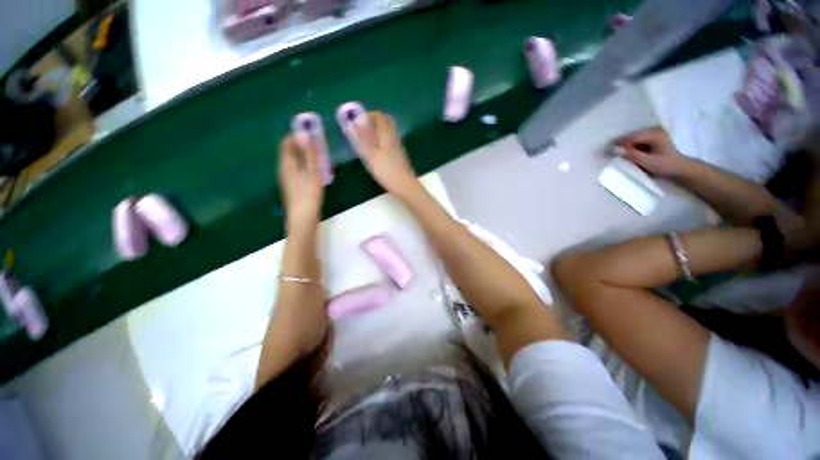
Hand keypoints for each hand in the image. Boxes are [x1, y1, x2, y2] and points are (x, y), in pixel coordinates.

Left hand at [279, 134, 323, 231]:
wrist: (303, 220)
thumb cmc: (308, 196)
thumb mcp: (312, 173)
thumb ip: (310, 154)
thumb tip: (305, 133)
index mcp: (287, 164)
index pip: (287, 142)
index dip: (298, 134)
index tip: (312, 130)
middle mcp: (285, 170)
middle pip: (292, 151)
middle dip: (305, 144)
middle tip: (321, 142)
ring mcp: (290, 179)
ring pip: (297, 161)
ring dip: (308, 155)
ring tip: (323, 155)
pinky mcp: (296, 187)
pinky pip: (302, 170)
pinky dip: (310, 165)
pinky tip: (321, 171)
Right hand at [354, 111, 419, 195]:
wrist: (404, 186)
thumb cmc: (386, 170)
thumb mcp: (370, 155)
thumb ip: (361, 139)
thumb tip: (352, 123)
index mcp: (387, 135)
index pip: (379, 116)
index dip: (368, 115)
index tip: (357, 121)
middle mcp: (394, 138)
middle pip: (386, 122)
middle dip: (373, 122)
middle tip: (362, 129)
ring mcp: (398, 147)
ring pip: (388, 133)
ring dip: (377, 132)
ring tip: (366, 141)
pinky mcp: (400, 156)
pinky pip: (390, 142)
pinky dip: (382, 141)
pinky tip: (376, 152)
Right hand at [615, 127, 691, 178]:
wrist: (680, 170)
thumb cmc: (666, 166)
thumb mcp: (648, 162)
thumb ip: (632, 155)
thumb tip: (615, 149)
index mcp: (654, 135)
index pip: (632, 137)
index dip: (620, 144)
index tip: (610, 151)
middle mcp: (654, 131)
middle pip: (633, 136)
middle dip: (622, 144)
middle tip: (611, 153)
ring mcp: (654, 135)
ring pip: (634, 139)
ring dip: (626, 146)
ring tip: (618, 154)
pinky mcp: (653, 140)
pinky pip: (638, 142)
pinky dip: (631, 147)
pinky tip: (628, 153)